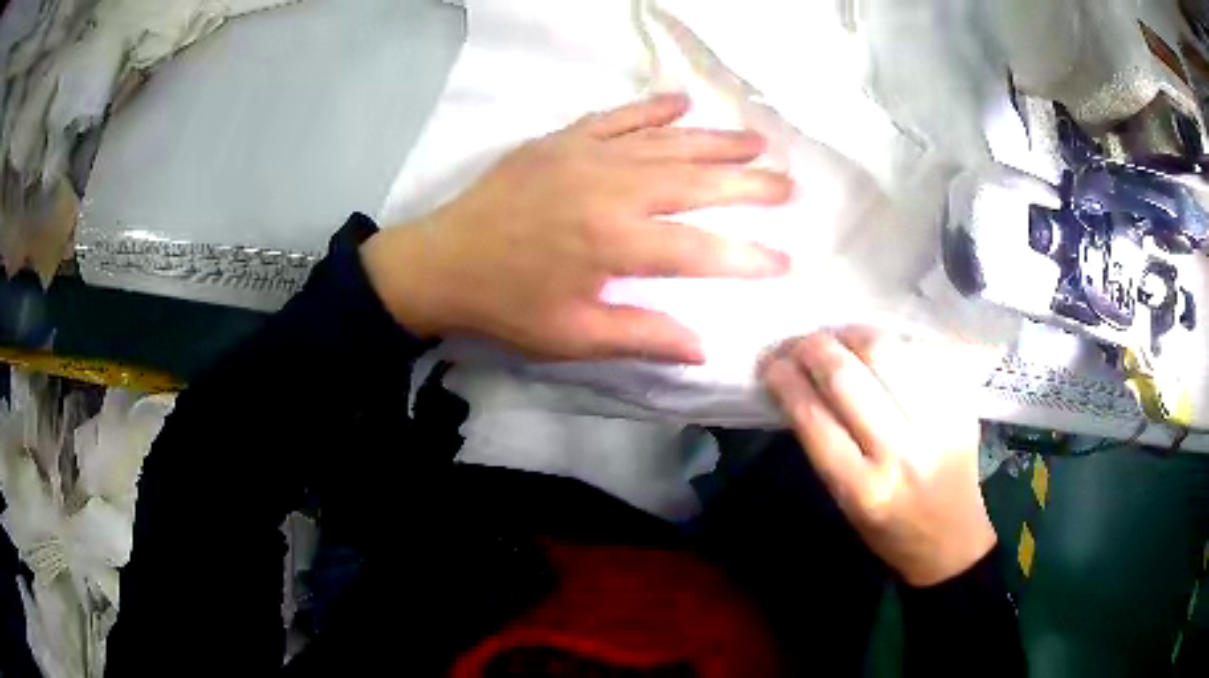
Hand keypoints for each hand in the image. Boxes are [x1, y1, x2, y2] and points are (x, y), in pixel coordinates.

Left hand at [362, 94, 792, 362]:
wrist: (442, 261)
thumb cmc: (507, 304)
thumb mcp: (571, 337)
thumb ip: (641, 336)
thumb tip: (703, 348)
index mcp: (614, 243)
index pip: (700, 249)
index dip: (747, 257)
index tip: (784, 261)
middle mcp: (611, 189)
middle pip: (697, 182)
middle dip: (749, 185)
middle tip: (789, 185)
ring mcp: (587, 156)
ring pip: (667, 143)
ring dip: (716, 141)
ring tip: (757, 142)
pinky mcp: (563, 139)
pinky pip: (618, 117)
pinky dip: (653, 108)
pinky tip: (683, 102)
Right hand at [761, 327, 996, 586]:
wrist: (952, 537)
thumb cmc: (888, 530)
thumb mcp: (845, 501)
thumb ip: (825, 445)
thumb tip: (799, 384)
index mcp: (863, 488)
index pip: (814, 418)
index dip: (786, 381)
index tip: (770, 364)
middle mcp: (901, 453)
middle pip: (848, 377)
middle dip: (812, 348)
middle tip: (797, 343)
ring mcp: (937, 423)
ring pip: (886, 352)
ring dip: (850, 334)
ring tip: (835, 336)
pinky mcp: (960, 403)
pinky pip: (918, 354)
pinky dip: (889, 343)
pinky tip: (874, 346)